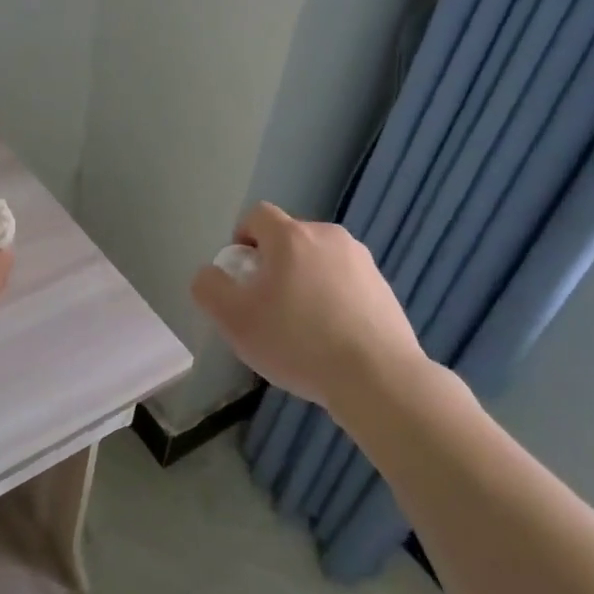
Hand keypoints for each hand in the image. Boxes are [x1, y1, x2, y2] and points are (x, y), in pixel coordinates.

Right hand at [190, 202, 429, 415]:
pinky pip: (345, 283)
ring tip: (302, 328)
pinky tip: (332, 339)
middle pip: (289, 239)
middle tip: (267, 307)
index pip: (257, 216)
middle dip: (273, 265)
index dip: (242, 240)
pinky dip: (333, 300)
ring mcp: (362, 261)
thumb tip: (211, 274)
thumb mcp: (233, 320)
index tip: (242, 277)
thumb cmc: (297, 342)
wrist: (377, 378)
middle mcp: (328, 236)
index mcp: (291, 236)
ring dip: (304, 282)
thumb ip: (209, 288)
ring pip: (318, 261)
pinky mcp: (384, 287)